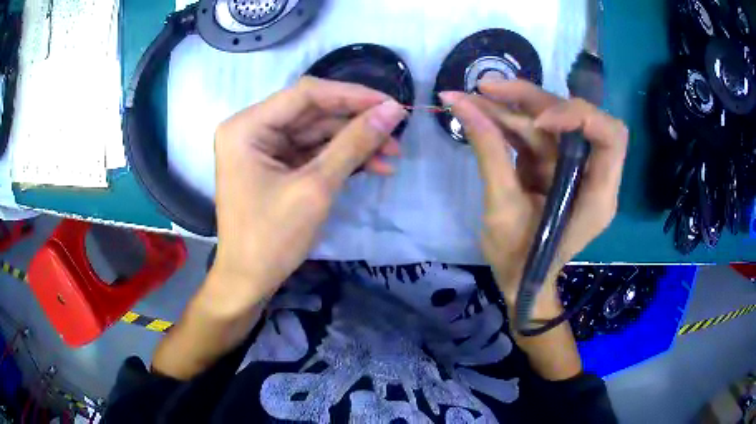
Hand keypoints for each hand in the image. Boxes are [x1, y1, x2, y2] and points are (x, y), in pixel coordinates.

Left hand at [212, 76, 407, 305]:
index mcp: (247, 126)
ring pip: (316, 132)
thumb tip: (393, 110)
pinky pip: (312, 151)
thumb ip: (354, 143)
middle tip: (396, 132)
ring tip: (393, 154)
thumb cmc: (272, 238)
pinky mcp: (274, 163)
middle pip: (313, 111)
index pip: (306, 94)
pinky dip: (340, 157)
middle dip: (356, 123)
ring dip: (354, 142)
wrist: (249, 281)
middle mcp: (251, 128)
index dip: (352, 95)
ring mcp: (262, 146)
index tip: (391, 104)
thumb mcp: (316, 187)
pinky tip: (374, 165)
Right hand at [440, 79, 627, 314]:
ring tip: (467, 98)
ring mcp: (571, 167)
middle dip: (530, 99)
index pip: (611, 137)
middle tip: (485, 89)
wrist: (518, 280)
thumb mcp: (502, 211)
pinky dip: (505, 122)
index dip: (579, 117)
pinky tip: (476, 111)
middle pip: (573, 118)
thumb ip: (490, 155)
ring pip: (547, 121)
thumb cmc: (518, 259)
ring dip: (509, 107)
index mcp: (597, 195)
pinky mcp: (552, 164)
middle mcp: (591, 173)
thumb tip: (462, 106)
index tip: (537, 121)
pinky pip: (532, 133)